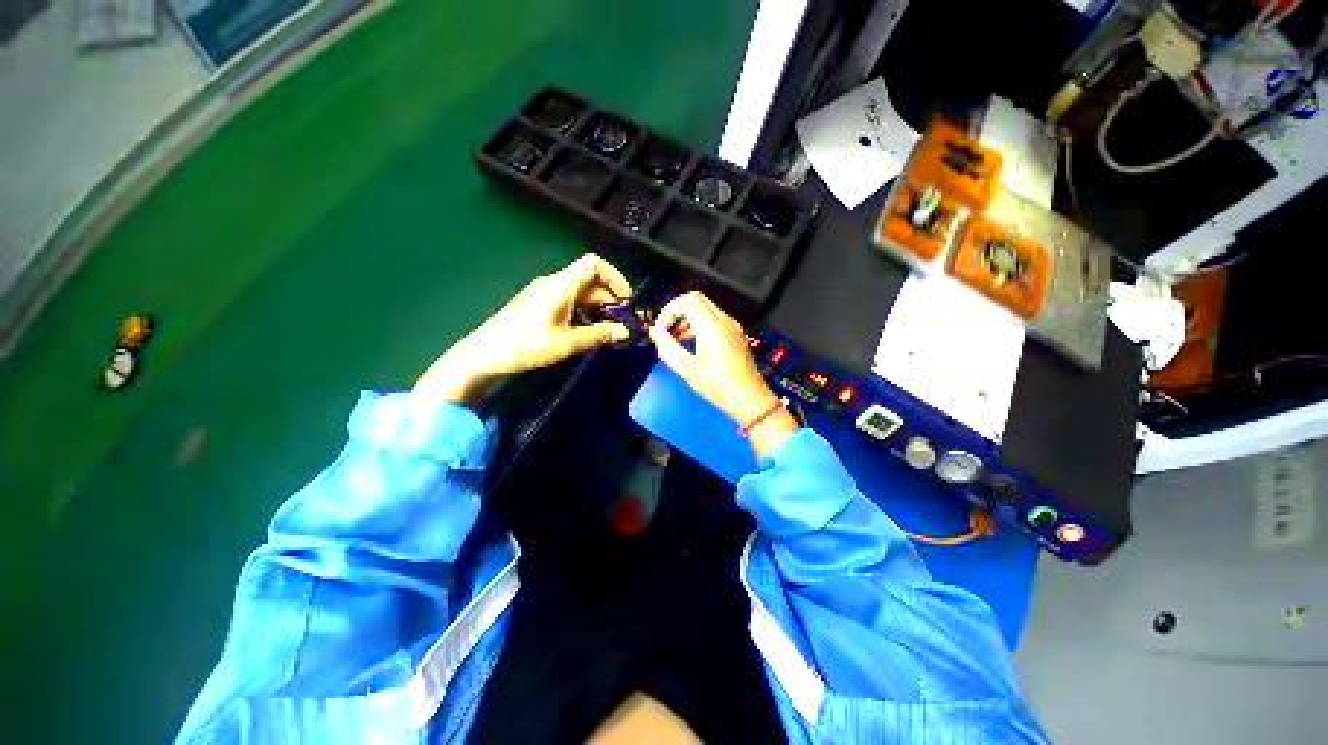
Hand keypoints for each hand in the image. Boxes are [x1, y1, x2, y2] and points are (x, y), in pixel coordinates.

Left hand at [414, 254, 631, 404]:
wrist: (485, 353)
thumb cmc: (526, 345)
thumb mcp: (566, 343)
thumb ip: (597, 335)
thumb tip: (624, 332)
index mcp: (561, 284)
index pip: (593, 264)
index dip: (614, 277)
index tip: (626, 299)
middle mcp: (552, 282)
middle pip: (587, 278)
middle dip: (607, 297)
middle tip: (619, 321)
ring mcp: (541, 292)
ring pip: (576, 291)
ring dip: (593, 306)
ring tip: (604, 329)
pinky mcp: (534, 304)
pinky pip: (564, 299)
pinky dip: (579, 311)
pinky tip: (581, 332)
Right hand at [648, 292, 798, 457]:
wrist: (751, 400)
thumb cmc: (721, 388)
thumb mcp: (689, 371)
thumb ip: (669, 349)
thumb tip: (655, 333)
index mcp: (713, 327)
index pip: (688, 300)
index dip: (669, 310)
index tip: (661, 329)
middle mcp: (724, 322)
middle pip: (696, 300)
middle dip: (677, 312)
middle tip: (666, 331)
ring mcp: (731, 327)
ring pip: (704, 309)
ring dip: (686, 319)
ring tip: (674, 341)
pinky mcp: (734, 335)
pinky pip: (712, 320)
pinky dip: (697, 325)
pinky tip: (689, 346)